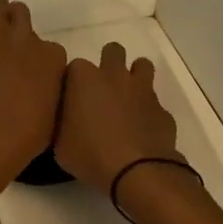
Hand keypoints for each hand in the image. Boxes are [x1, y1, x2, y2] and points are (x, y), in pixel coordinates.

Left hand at [0, 0, 66, 176]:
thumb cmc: (23, 136)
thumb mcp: (51, 115)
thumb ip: (48, 93)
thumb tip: (40, 91)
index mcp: (53, 59)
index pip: (51, 47)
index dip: (38, 56)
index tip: (29, 69)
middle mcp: (27, 38)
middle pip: (22, 13)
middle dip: (14, 24)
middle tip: (4, 42)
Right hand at [53, 41, 183, 193]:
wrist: (137, 171)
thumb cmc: (90, 154)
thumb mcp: (60, 145)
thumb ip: (62, 124)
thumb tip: (68, 122)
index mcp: (83, 78)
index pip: (74, 67)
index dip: (74, 82)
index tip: (72, 100)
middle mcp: (113, 75)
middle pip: (112, 51)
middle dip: (109, 63)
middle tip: (102, 90)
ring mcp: (142, 89)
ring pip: (142, 65)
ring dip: (135, 77)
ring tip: (127, 100)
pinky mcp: (162, 109)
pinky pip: (155, 103)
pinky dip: (149, 112)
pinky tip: (142, 131)